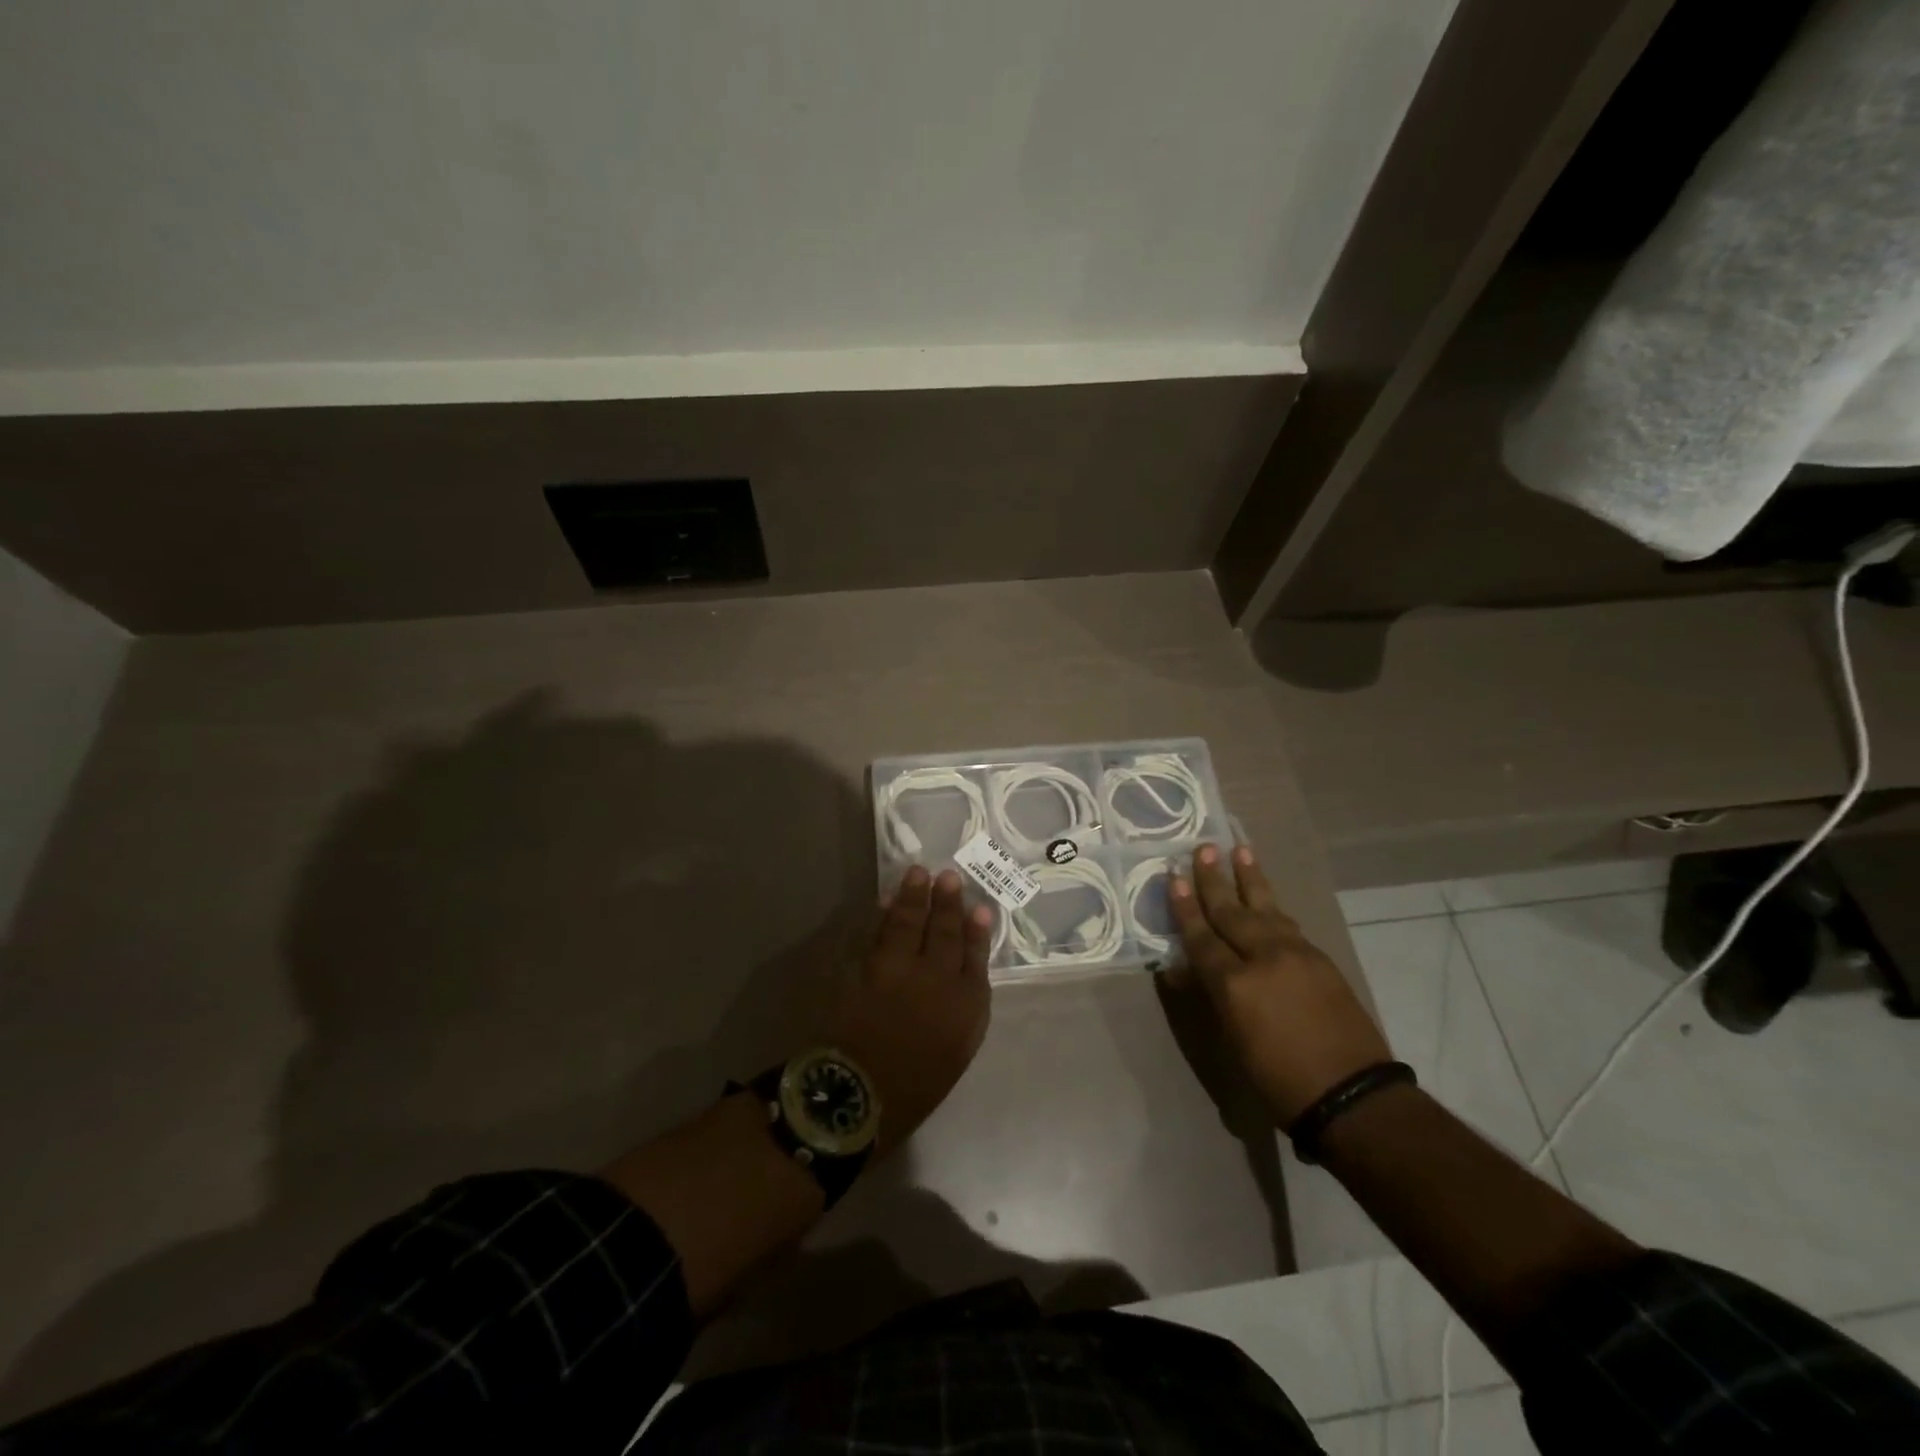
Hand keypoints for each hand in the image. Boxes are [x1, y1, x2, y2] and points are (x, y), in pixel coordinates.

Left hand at [827, 866, 992, 1148]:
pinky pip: (878, 933)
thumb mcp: (954, 1054)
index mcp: (965, 1007)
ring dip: (915, 897)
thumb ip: (962, 1013)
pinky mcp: (865, 967)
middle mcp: (937, 979)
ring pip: (911, 924)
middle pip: (945, 933)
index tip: (979, 908)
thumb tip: (961, 979)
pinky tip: (887, 902)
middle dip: (948, 903)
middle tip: (948, 876)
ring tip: (919, 873)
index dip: (977, 932)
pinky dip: (884, 915)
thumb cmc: (912, 1089)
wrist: (856, 1097)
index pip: (975, 958)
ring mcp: (899, 969)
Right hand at [1169, 843, 1390, 1127]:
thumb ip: (1210, 997)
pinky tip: (1266, 898)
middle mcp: (1263, 958)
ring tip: (1239, 850)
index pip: (1202, 937)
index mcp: (1234, 984)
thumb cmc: (1279, 1080)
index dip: (1185, 908)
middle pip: (1231, 911)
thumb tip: (1186, 969)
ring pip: (1265, 907)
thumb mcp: (1233, 1042)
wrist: (1353, 1096)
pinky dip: (1271, 906)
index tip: (1175, 877)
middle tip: (1203, 848)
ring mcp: (1296, 954)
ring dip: (1250, 878)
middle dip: (1214, 880)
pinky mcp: (1320, 959)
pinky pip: (1287, 923)